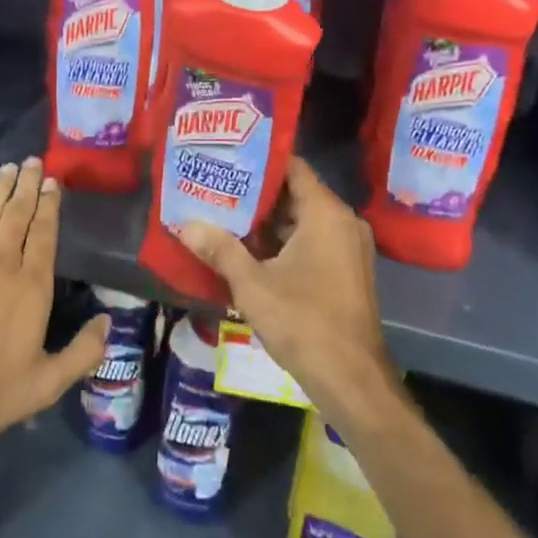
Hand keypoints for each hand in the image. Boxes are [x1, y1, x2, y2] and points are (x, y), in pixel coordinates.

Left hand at [0, 158, 107, 457]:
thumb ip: (83, 352)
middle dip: (27, 185)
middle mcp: (0, 265)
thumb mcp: (47, 384)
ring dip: (0, 190)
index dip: (49, 205)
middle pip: (16, 215)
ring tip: (9, 169)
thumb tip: (108, 321)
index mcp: (31, 287)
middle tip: (33, 161)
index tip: (53, 182)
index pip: (43, 233)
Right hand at [178, 158, 400, 425]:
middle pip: (296, 193)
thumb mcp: (252, 285)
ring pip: (303, 220)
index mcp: (326, 213)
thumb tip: (185, 225)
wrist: (352, 381)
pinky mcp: (347, 270)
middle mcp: (343, 221)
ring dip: (267, 221)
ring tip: (224, 215)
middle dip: (256, 193)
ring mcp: (348, 247)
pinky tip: (249, 250)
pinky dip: (284, 242)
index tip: (227, 157)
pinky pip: (313, 241)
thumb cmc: (303, 322)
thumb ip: (220, 249)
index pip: (292, 166)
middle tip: (216, 187)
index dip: (259, 160)